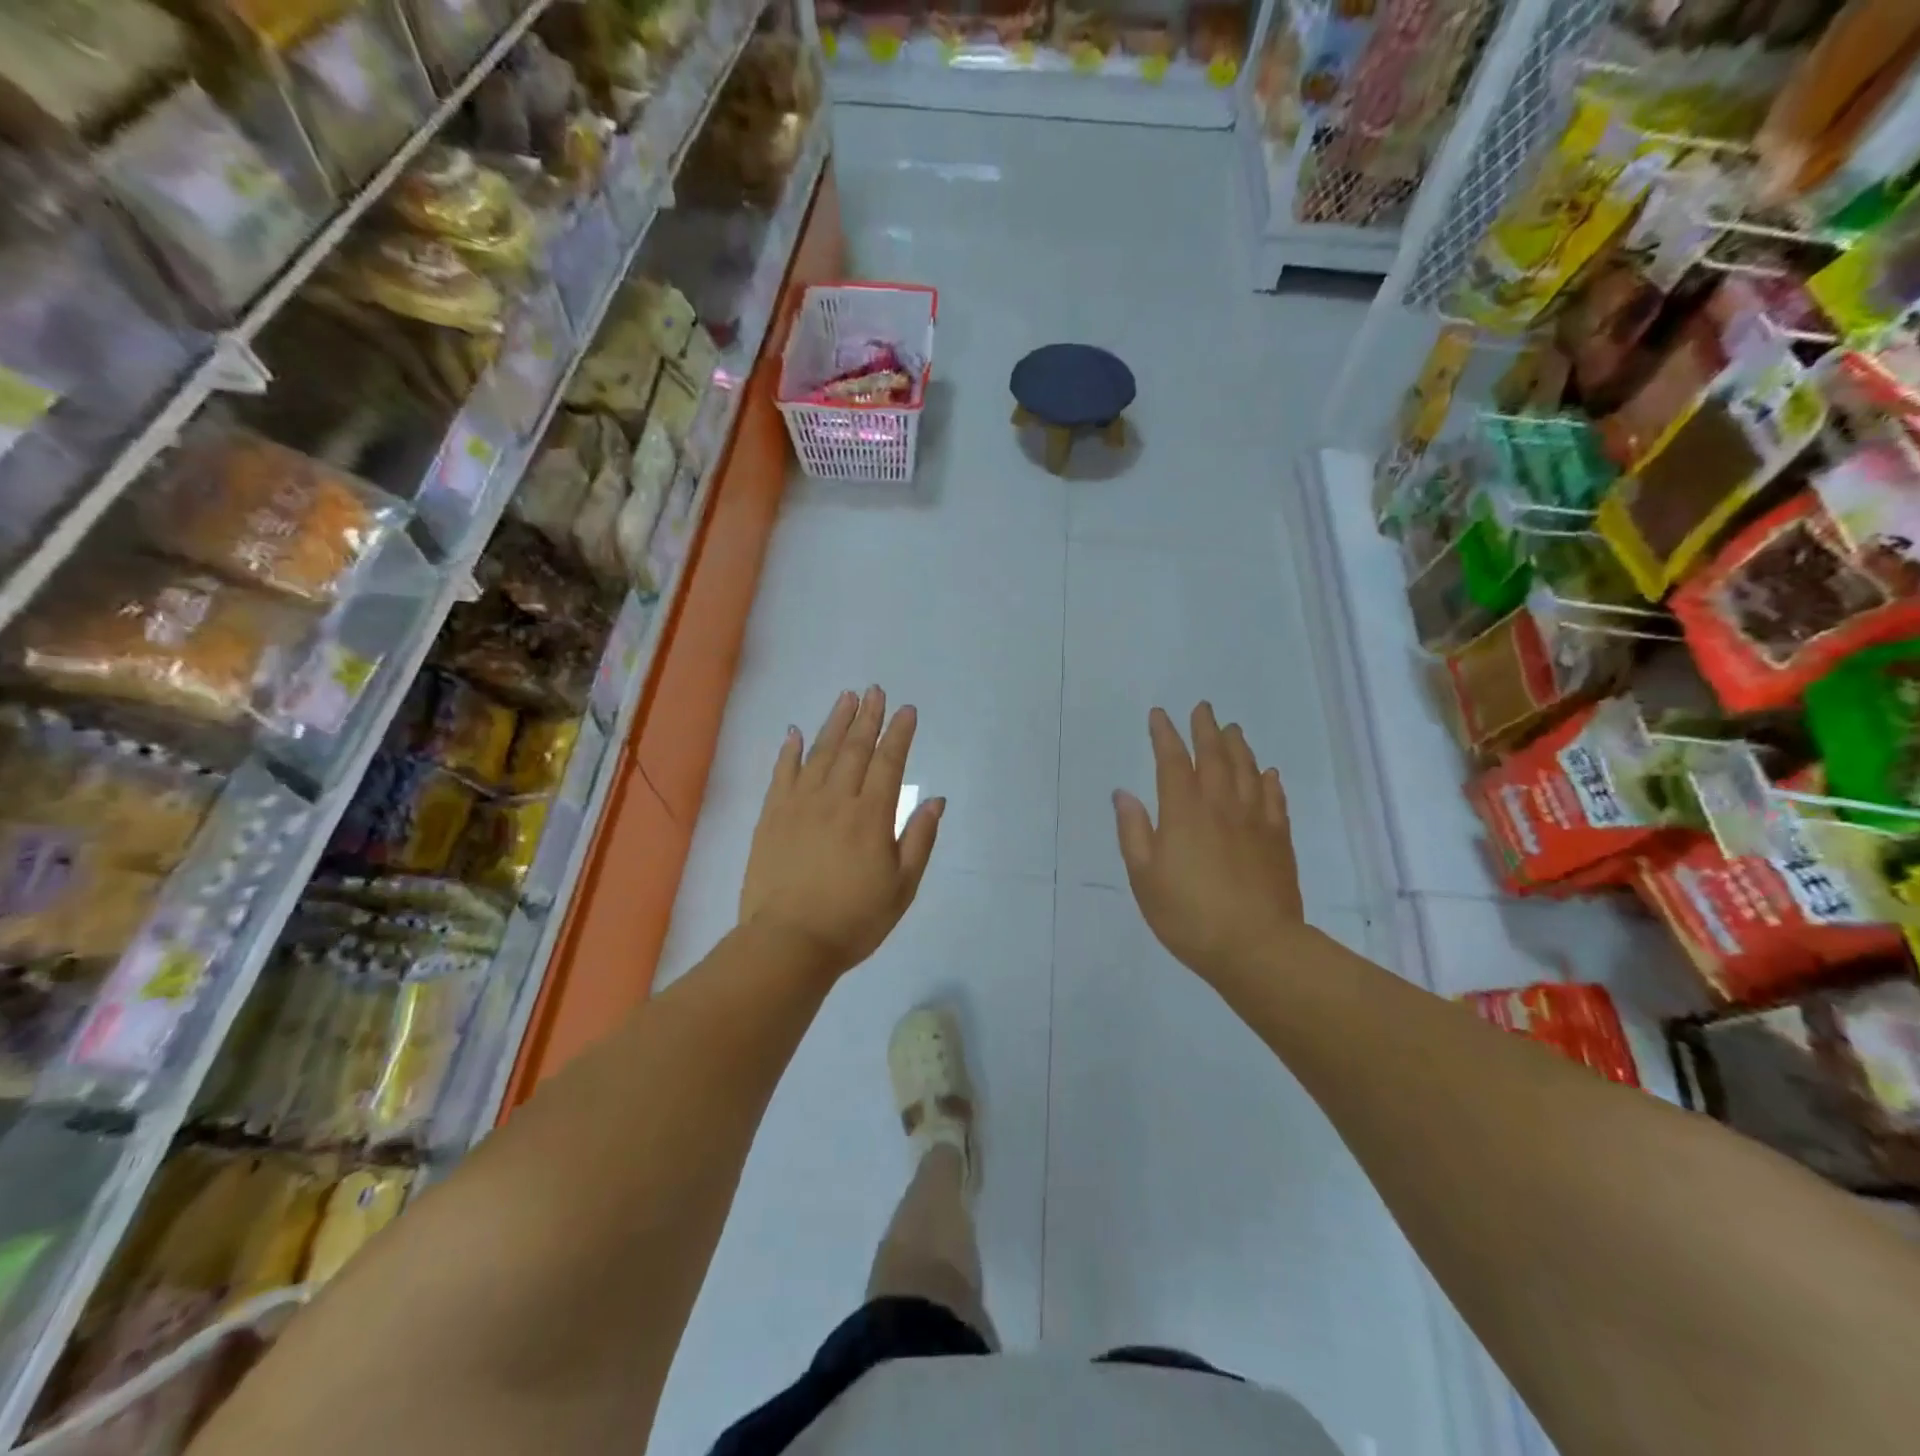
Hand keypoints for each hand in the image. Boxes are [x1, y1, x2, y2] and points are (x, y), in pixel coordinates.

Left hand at [739, 686, 943, 980]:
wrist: (788, 942)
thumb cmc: (854, 920)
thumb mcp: (902, 887)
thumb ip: (919, 840)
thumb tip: (936, 800)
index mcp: (871, 816)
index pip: (889, 763)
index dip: (899, 734)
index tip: (906, 710)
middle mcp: (836, 800)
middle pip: (854, 749)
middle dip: (868, 717)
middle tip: (875, 691)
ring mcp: (799, 805)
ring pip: (819, 753)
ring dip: (834, 723)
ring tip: (845, 698)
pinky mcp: (771, 817)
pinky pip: (781, 774)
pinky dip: (789, 751)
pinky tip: (794, 732)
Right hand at [1113, 703, 1305, 986]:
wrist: (1256, 947)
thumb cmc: (1188, 915)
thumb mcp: (1144, 877)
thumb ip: (1134, 831)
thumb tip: (1123, 794)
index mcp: (1183, 812)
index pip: (1172, 762)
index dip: (1164, 735)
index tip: (1159, 715)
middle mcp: (1220, 806)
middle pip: (1214, 756)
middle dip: (1205, 729)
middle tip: (1203, 707)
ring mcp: (1254, 821)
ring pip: (1247, 771)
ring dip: (1238, 746)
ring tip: (1232, 730)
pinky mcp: (1278, 840)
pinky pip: (1274, 799)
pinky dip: (1269, 781)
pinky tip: (1267, 773)